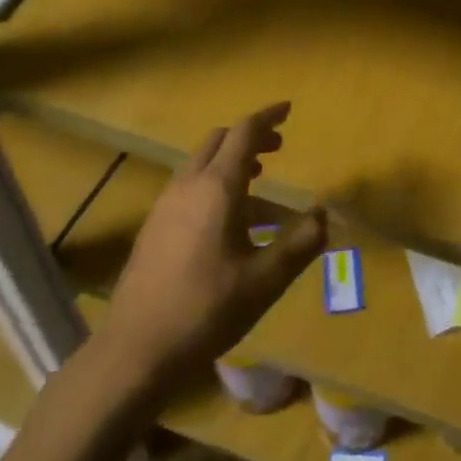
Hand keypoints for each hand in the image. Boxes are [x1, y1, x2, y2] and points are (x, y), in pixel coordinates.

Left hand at [91, 102, 324, 391]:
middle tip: (277, 147)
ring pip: (202, 164)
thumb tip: (325, 214)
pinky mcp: (154, 227)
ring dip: (231, 162)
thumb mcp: (265, 280)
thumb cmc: (206, 310)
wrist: (135, 350)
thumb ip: (300, 243)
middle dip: (250, 137)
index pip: (244, 133)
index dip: (268, 117)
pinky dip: (214, 184)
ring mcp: (165, 206)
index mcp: (217, 188)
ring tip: (260, 183)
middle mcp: (188, 186)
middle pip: (219, 140)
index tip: (288, 110)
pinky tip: (229, 222)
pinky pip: (189, 188)